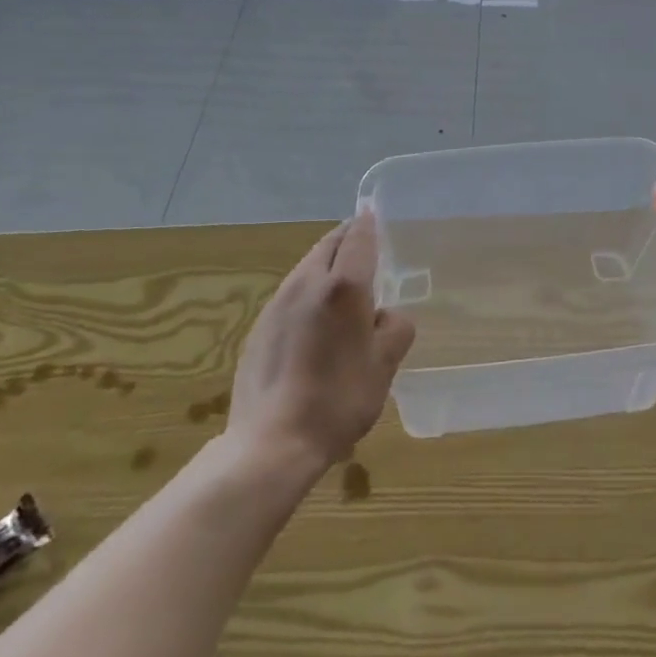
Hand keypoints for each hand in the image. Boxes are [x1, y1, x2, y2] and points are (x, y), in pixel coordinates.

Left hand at [227, 212, 415, 468]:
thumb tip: (387, 316)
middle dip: (346, 238)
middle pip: (328, 245)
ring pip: (307, 266)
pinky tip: (316, 319)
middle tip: (364, 245)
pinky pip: (291, 292)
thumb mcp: (384, 367)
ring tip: (343, 282)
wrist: (271, 442)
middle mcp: (307, 283)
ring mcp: (278, 303)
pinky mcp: (260, 325)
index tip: (374, 214)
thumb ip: (395, 329)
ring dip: (326, 264)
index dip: (368, 223)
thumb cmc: (338, 400)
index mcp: (343, 286)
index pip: (358, 237)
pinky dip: (309, 290)